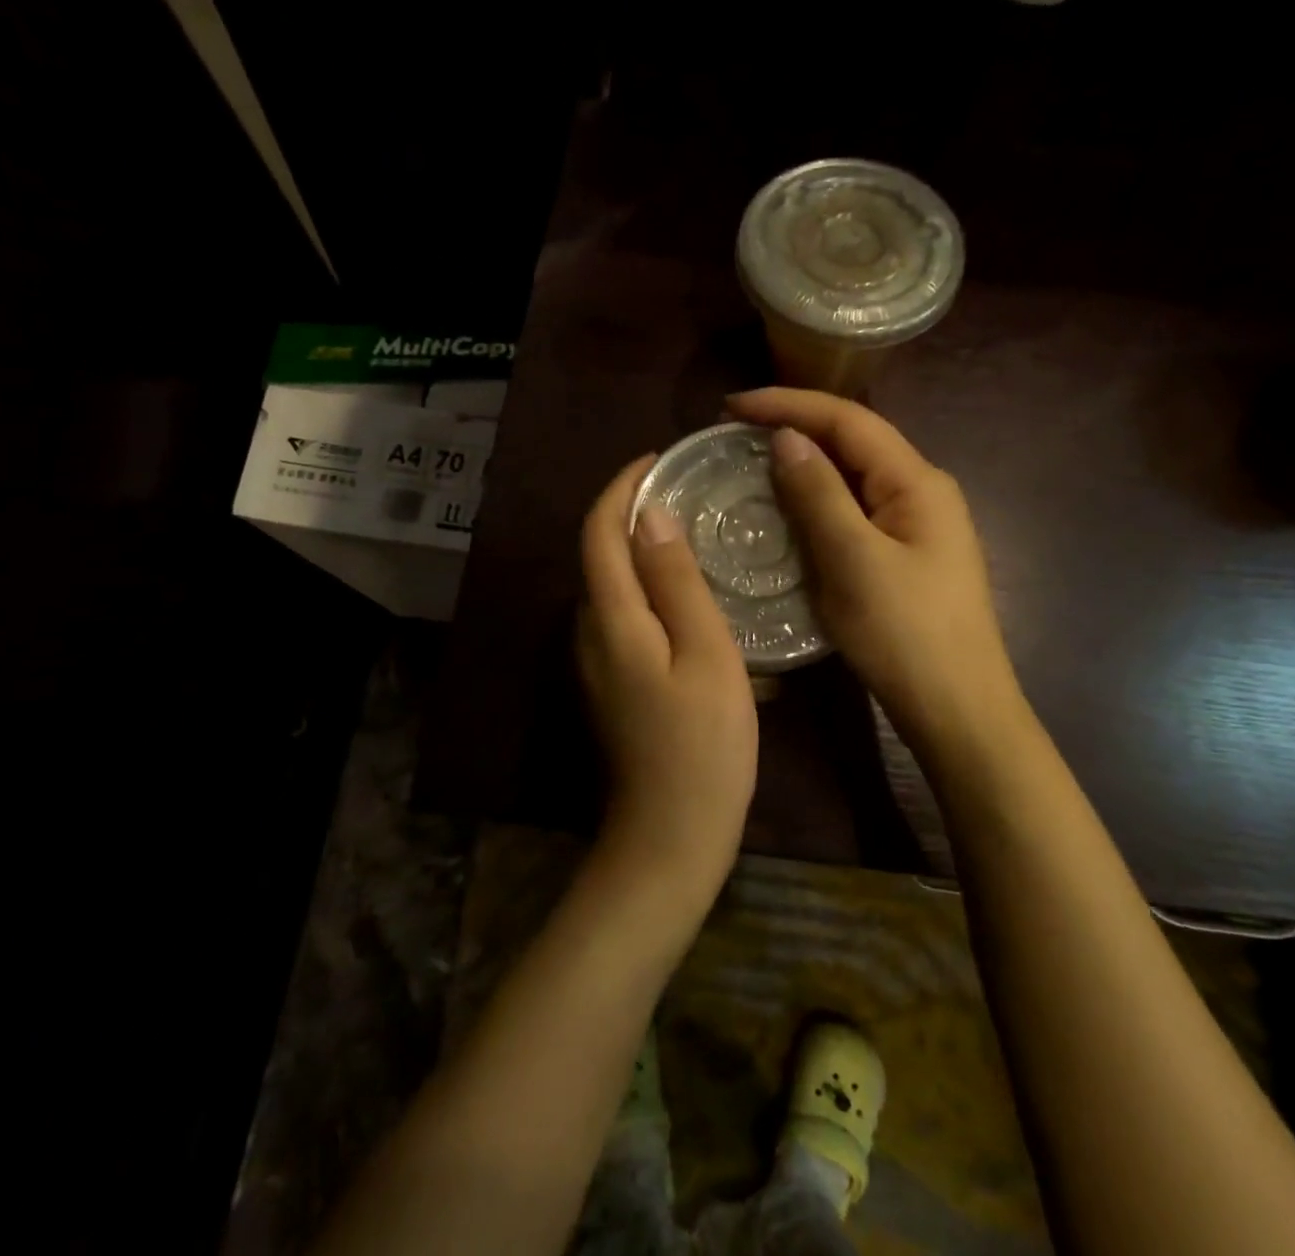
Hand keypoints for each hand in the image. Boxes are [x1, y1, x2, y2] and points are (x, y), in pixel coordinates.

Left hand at [577, 455, 759, 885]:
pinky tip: (688, 591)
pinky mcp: (611, 680)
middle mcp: (589, 630)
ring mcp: (596, 660)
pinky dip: (648, 585)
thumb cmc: (703, 744)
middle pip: (600, 553)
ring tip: (695, 532)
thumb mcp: (705, 654)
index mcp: (610, 617)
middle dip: (633, 512)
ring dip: (642, 549)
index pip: (600, 530)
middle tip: (689, 493)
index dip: (622, 487)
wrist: (671, 834)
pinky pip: (623, 612)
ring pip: (612, 584)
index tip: (659, 460)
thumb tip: (652, 515)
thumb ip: (676, 582)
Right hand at [729, 388, 1027, 756]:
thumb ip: (820, 494)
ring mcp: (917, 524)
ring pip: (853, 476)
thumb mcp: (854, 560)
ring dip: (805, 463)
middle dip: (796, 426)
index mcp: (917, 481)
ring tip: (752, 461)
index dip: (789, 404)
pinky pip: (854, 510)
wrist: (957, 711)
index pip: (849, 420)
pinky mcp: (905, 554)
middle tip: (736, 431)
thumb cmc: (906, 635)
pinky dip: (818, 500)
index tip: (732, 406)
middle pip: (854, 441)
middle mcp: (922, 491)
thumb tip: (787, 437)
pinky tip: (789, 509)